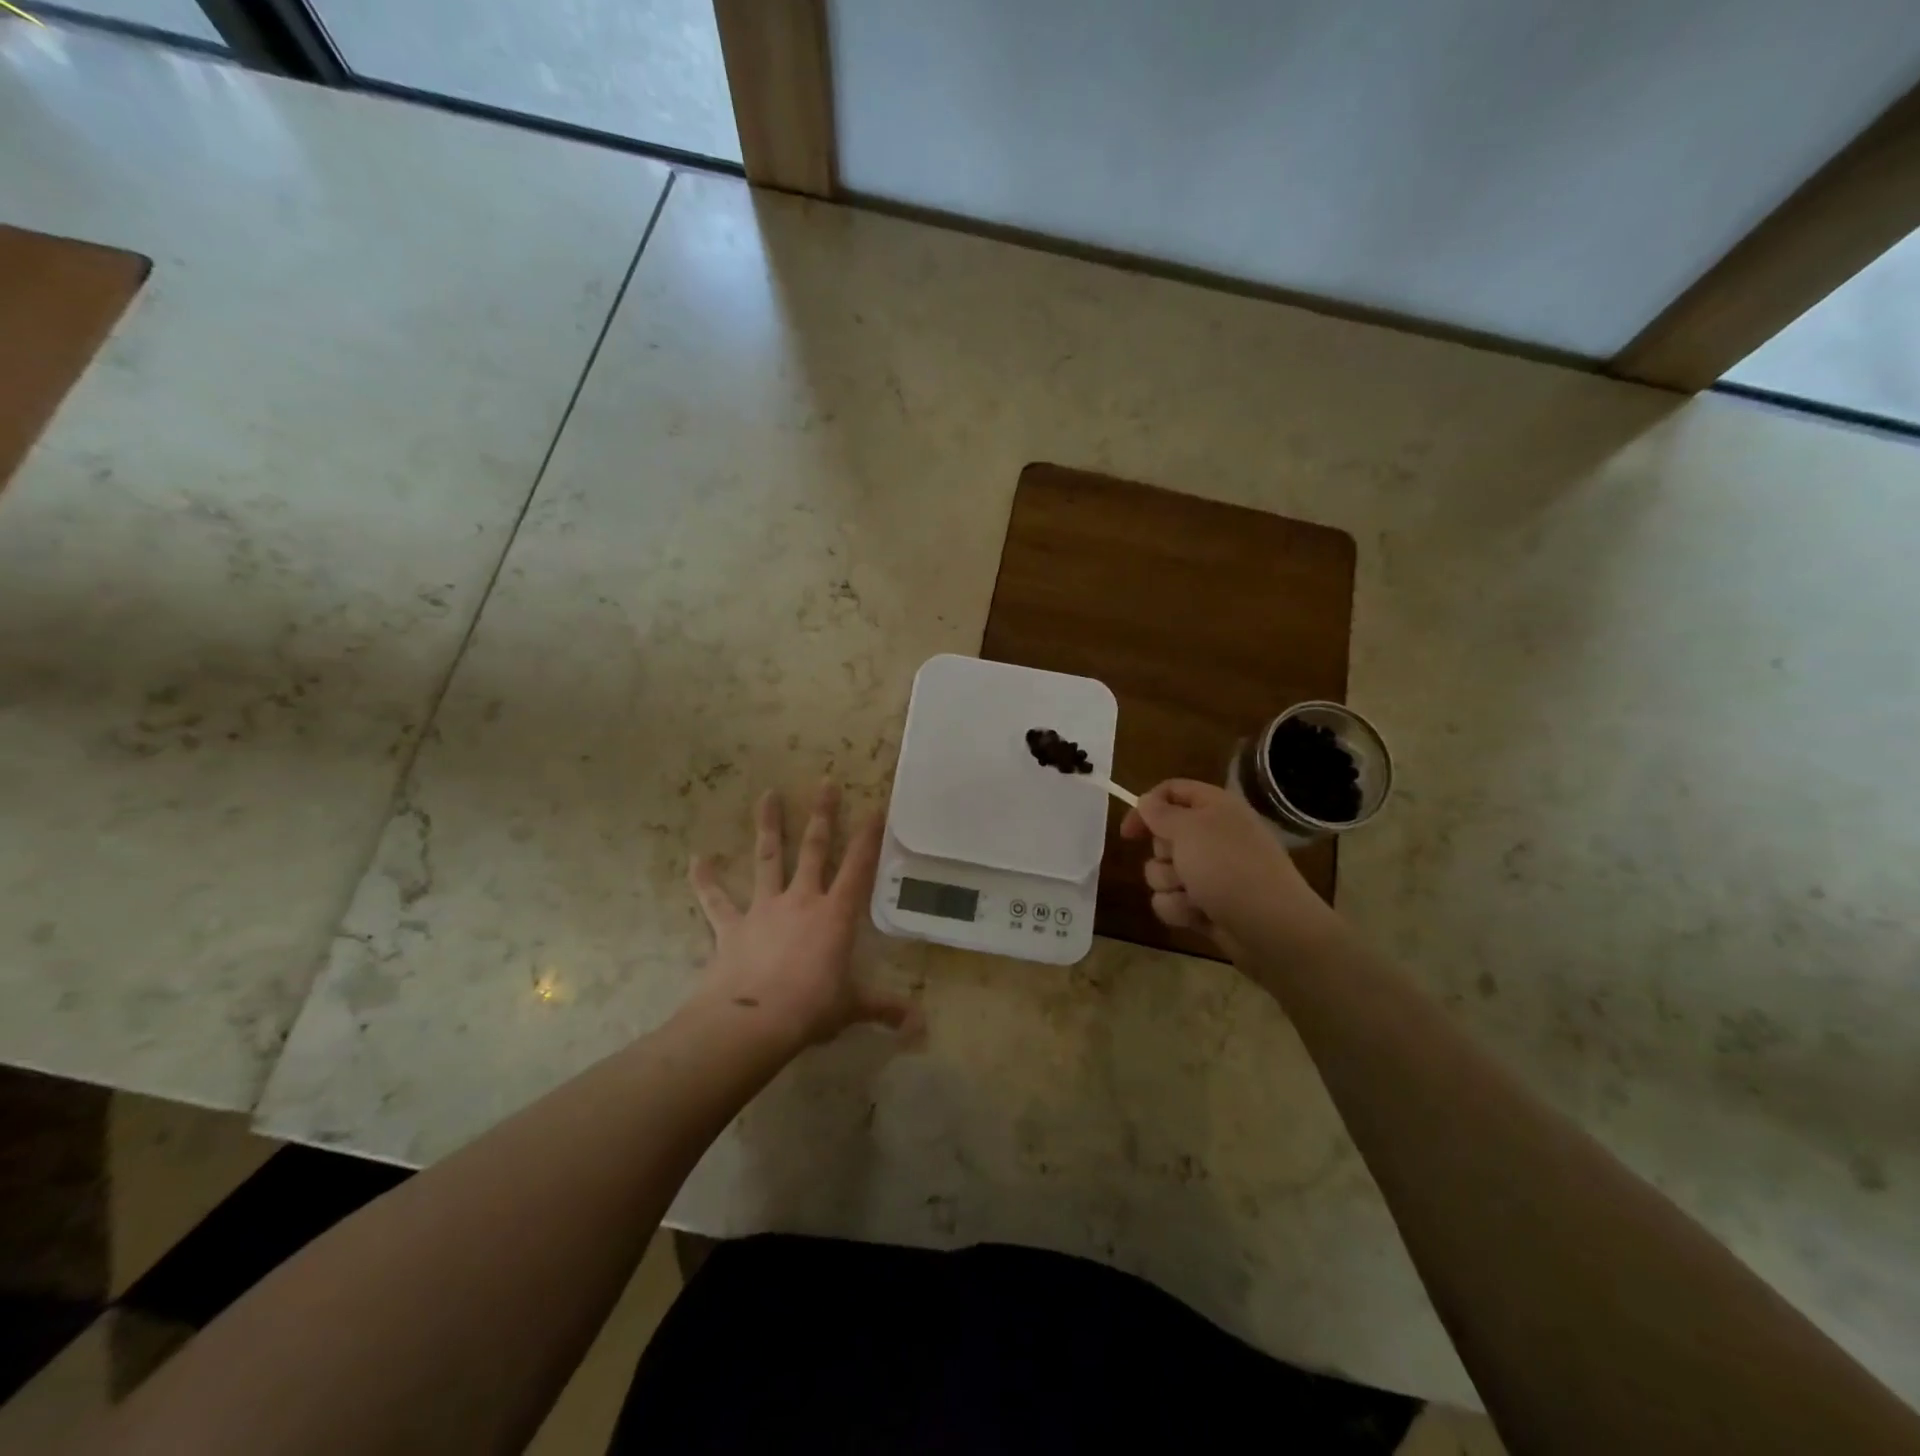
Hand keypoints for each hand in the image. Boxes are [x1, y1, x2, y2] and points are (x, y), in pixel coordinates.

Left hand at [689, 781, 914, 1049]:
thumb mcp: (852, 1007)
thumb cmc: (811, 1009)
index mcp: (835, 915)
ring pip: (768, 858)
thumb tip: (918, 1025)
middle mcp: (801, 900)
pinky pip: (716, 900)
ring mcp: (764, 909)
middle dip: (822, 815)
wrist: (753, 1022)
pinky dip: (706, 880)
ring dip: (768, 826)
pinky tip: (697, 859)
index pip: (859, 868)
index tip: (876, 806)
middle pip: (815, 849)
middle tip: (825, 783)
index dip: (869, 837)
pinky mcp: (732, 927)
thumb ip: (884, 1009)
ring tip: (767, 795)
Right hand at [1120, 779, 1335, 946]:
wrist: (1271, 927)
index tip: (1128, 831)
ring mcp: (1210, 873)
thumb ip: (1160, 813)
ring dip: (1170, 885)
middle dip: (1162, 854)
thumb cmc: (1229, 867)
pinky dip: (1180, 909)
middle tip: (1180, 862)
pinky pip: (1172, 901)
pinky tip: (1198, 915)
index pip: (1172, 791)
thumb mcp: (1189, 829)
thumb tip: (1146, 801)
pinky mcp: (1206, 905)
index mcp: (1215, 808)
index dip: (1146, 806)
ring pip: (1162, 873)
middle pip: (1162, 836)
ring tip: (1193, 895)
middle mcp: (1212, 836)